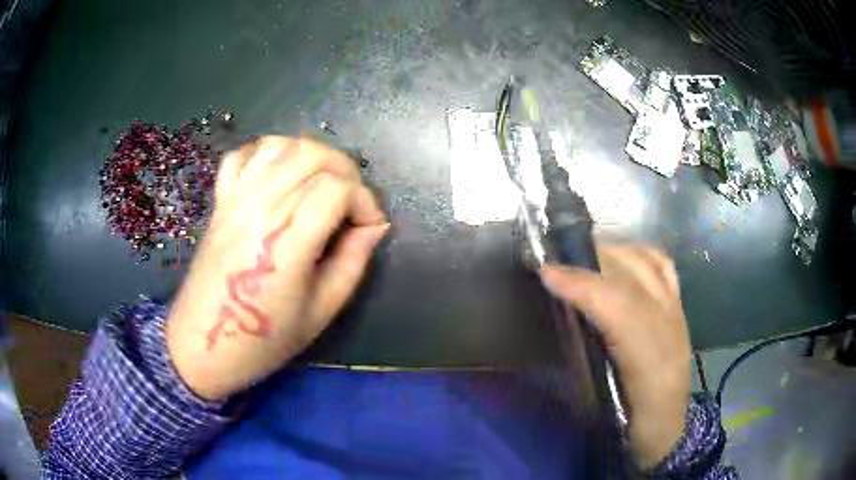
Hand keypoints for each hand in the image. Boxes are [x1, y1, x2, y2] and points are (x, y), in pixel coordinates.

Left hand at [166, 137, 387, 400]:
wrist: (204, 344)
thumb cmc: (264, 338)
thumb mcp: (321, 312)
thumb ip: (353, 263)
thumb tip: (374, 227)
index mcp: (286, 241)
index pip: (336, 188)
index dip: (364, 201)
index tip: (369, 227)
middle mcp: (260, 208)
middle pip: (312, 155)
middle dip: (346, 171)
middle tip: (352, 203)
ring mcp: (235, 199)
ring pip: (281, 145)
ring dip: (311, 155)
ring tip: (321, 183)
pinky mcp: (220, 200)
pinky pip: (242, 155)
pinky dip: (267, 154)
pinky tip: (279, 175)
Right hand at [539, 244, 690, 468]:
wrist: (668, 428)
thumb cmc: (631, 421)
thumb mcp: (602, 404)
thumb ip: (582, 364)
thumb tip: (559, 321)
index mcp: (650, 359)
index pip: (619, 306)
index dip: (582, 284)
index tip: (546, 273)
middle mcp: (669, 326)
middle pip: (633, 276)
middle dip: (592, 260)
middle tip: (556, 261)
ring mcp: (676, 313)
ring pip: (649, 264)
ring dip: (614, 252)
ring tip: (584, 256)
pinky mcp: (679, 309)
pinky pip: (663, 267)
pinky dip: (639, 253)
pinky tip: (620, 258)